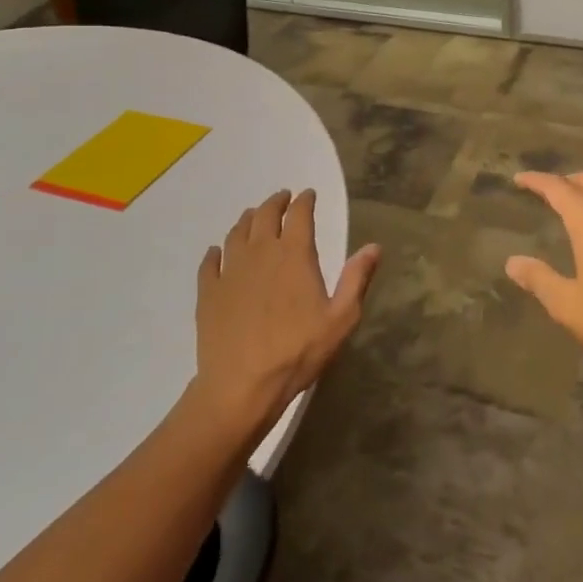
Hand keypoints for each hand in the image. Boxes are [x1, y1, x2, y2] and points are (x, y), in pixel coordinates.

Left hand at [191, 189, 379, 439]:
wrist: (241, 387)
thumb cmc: (297, 352)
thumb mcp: (340, 319)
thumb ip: (356, 279)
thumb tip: (373, 246)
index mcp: (294, 255)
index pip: (299, 214)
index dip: (304, 201)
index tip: (308, 195)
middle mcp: (260, 252)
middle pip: (265, 215)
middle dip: (276, 202)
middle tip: (282, 198)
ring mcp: (230, 270)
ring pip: (237, 232)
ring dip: (248, 220)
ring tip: (253, 216)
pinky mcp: (208, 291)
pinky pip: (209, 262)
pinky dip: (215, 253)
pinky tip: (216, 253)